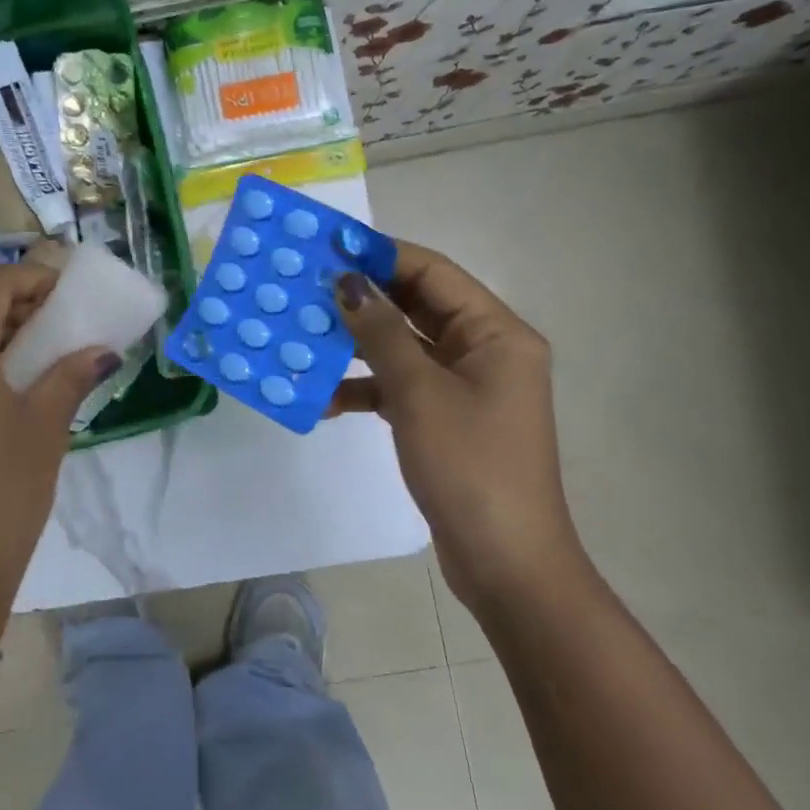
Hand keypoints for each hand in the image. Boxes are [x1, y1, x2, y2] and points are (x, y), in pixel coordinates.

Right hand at [330, 242, 579, 603]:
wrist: (504, 562)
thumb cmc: (470, 467)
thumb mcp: (419, 393)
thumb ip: (381, 333)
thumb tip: (346, 281)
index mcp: (495, 333)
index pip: (433, 273)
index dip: (381, 255)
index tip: (328, 246)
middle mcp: (484, 351)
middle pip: (417, 307)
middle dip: (363, 299)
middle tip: (305, 288)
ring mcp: (464, 388)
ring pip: (403, 349)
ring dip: (358, 346)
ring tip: (304, 338)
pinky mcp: (445, 420)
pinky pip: (400, 387)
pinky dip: (365, 388)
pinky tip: (325, 398)